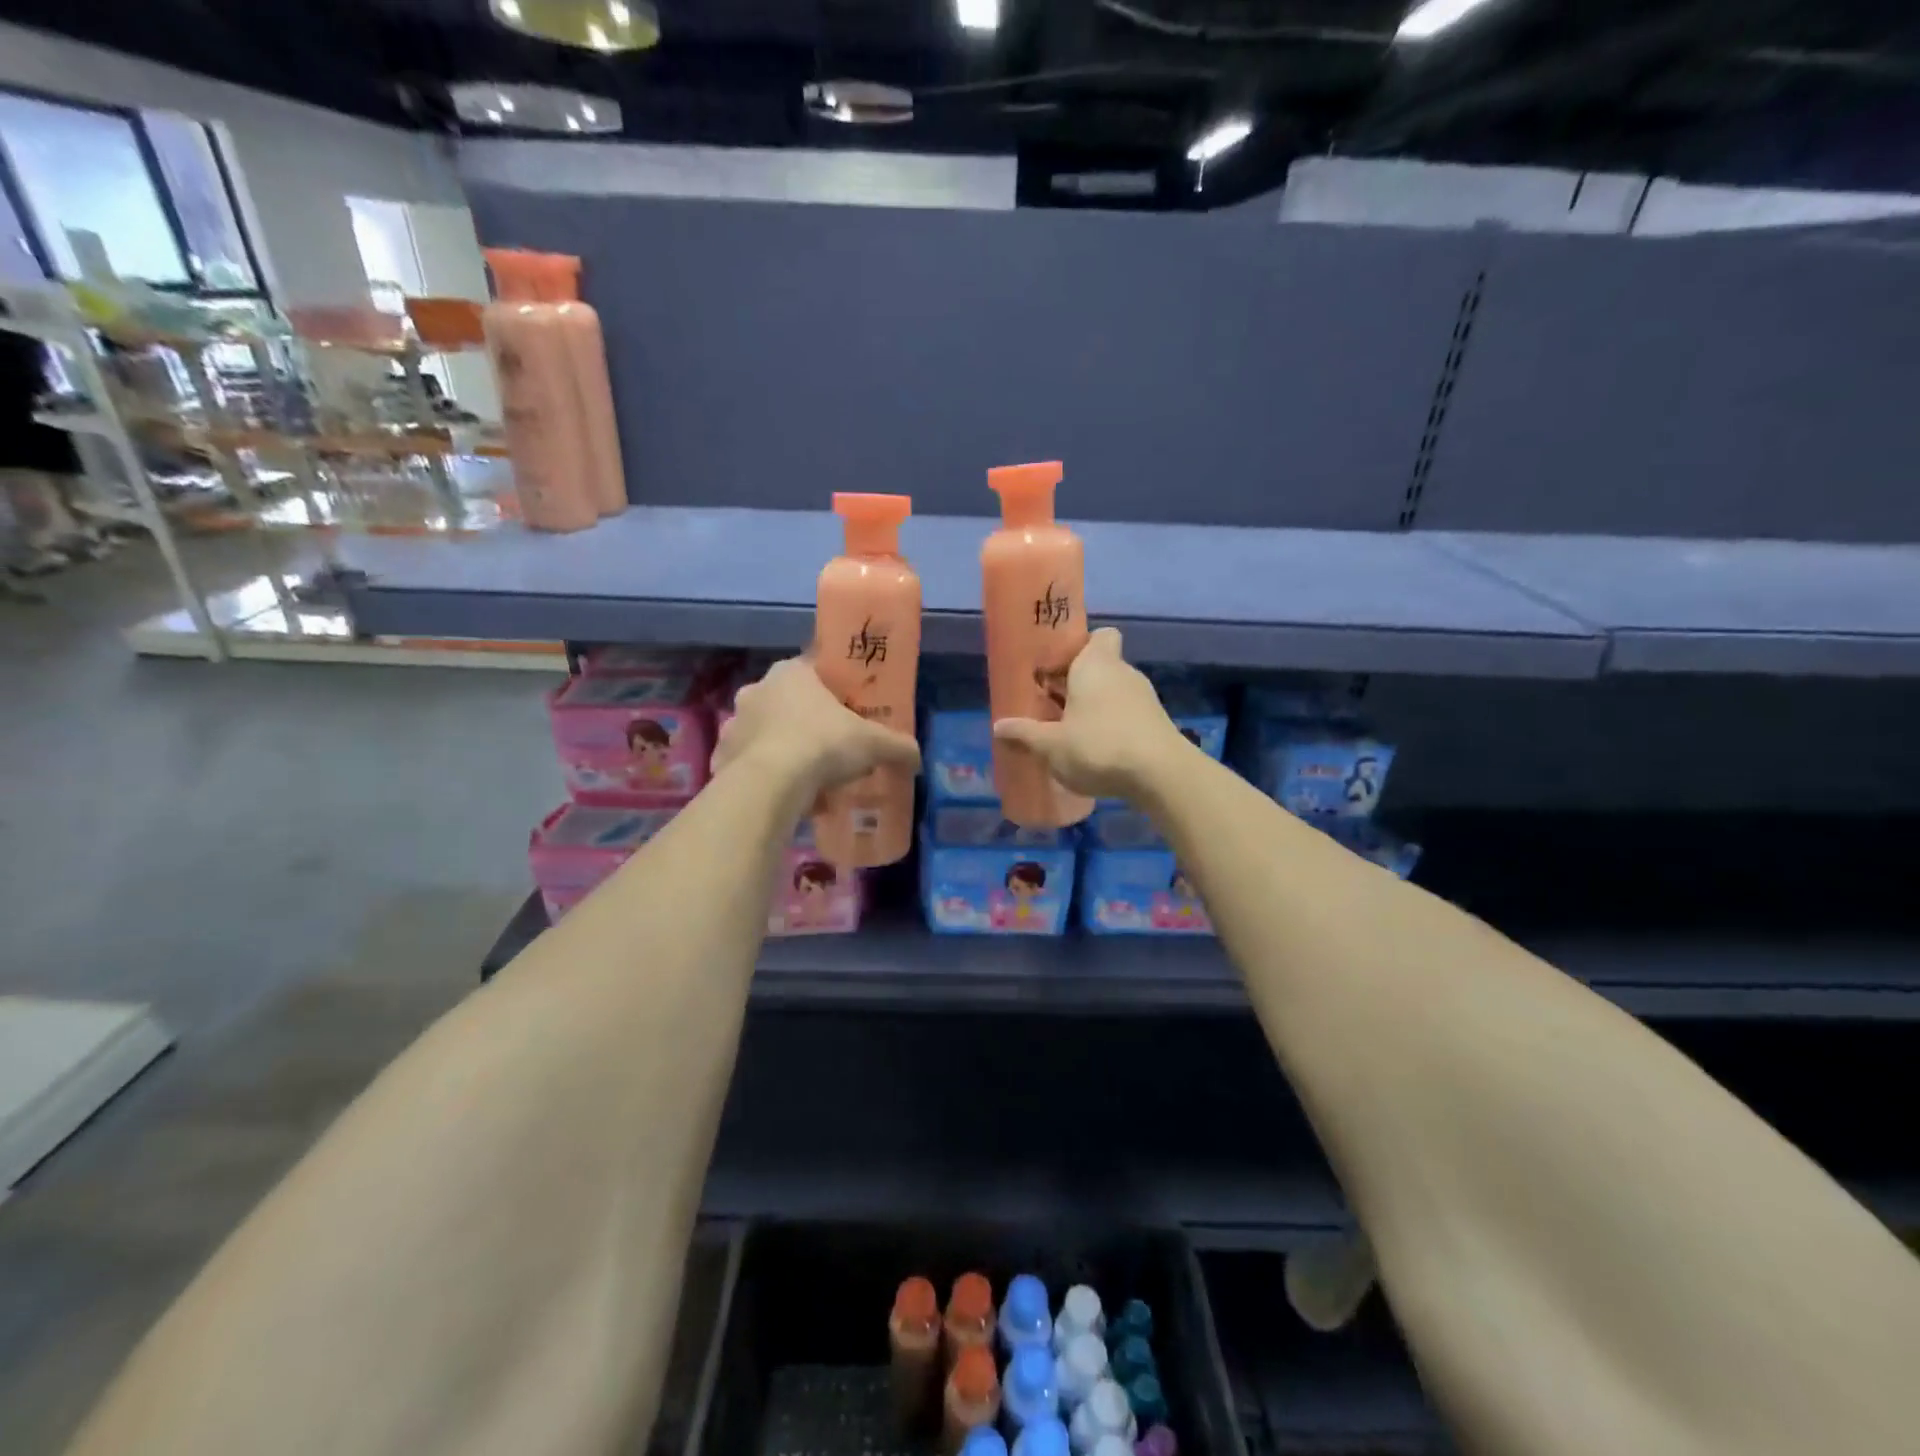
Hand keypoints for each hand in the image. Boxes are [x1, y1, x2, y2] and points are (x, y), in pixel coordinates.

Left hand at [712, 655, 920, 801]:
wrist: (769, 785)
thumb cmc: (823, 745)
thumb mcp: (873, 744)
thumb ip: (898, 746)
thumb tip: (917, 757)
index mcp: (791, 673)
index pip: (814, 669)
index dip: (834, 689)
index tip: (848, 710)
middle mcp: (757, 690)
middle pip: (789, 703)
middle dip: (809, 723)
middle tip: (833, 749)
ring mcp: (734, 724)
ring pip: (766, 734)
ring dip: (785, 752)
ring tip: (811, 781)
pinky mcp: (721, 758)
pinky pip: (750, 765)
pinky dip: (766, 778)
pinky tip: (787, 798)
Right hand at [991, 628, 1187, 799]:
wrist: (1162, 776)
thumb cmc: (1099, 747)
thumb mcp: (1052, 745)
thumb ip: (1025, 734)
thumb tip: (998, 726)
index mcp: (1096, 664)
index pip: (1099, 635)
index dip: (1081, 646)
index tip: (1059, 667)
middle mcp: (1123, 672)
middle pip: (1102, 666)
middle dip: (1079, 683)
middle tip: (1053, 705)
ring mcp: (1145, 698)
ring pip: (1115, 692)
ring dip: (1096, 708)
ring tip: (1072, 733)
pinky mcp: (1157, 723)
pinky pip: (1128, 715)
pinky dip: (1114, 727)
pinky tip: (1098, 752)